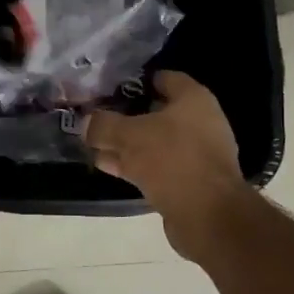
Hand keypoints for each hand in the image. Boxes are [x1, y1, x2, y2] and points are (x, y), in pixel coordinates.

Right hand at [84, 71, 253, 261]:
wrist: (206, 214)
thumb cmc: (171, 159)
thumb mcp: (128, 136)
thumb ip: (104, 125)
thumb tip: (86, 123)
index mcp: (193, 99)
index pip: (163, 78)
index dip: (137, 82)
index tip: (111, 88)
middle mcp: (199, 122)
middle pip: (157, 112)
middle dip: (127, 117)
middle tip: (98, 118)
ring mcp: (196, 153)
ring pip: (154, 142)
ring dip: (126, 145)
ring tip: (94, 145)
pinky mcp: (189, 181)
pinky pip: (156, 166)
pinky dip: (134, 164)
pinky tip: (108, 166)